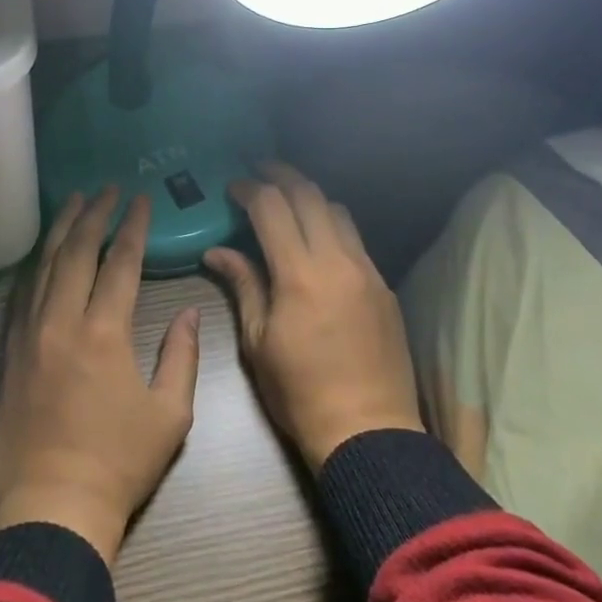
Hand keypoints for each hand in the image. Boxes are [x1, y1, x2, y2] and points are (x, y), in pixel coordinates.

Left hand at [0, 189, 201, 564]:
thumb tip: (187, 313)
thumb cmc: (118, 464)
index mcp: (104, 332)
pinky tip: (45, 253)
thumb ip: (181, 356)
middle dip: (94, 213)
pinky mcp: (10, 353)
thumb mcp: (170, 415)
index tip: (140, 199)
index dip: (132, 226)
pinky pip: (24, 293)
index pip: (120, 262)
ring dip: (62, 229)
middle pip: (77, 251)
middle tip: (106, 187)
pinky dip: (38, 264)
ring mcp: (30, 334)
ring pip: (45, 265)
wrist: (50, 508)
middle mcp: (62, 321)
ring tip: (74, 201)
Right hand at [205, 162, 422, 470]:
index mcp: (300, 274)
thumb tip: (216, 251)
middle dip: (281, 175)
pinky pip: (356, 240)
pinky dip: (333, 225)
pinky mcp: (384, 286)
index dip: (249, 189)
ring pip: (339, 211)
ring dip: (310, 197)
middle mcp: (337, 260)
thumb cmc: (300, 392)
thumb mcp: (259, 341)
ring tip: (288, 201)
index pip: (272, 207)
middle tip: (259, 170)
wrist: (368, 432)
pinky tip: (318, 241)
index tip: (232, 187)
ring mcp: (367, 271)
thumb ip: (242, 285)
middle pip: (310, 195)